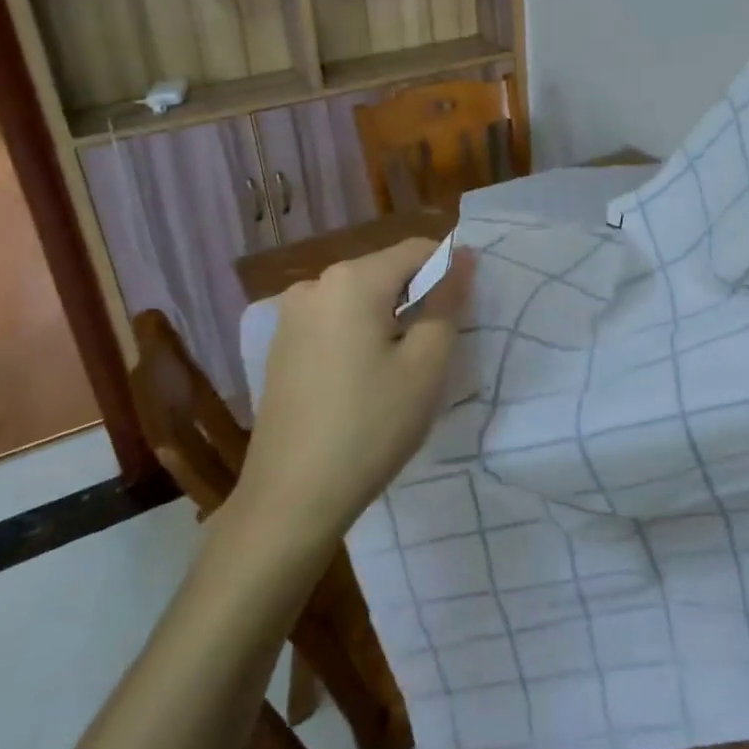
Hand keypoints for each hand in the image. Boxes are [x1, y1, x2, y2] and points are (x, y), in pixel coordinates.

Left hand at [226, 238, 475, 546]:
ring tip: (405, 365)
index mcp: (351, 280)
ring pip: (360, 297)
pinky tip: (367, 377)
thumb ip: (448, 302)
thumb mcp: (426, 365)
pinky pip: (335, 320)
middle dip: (419, 295)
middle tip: (441, 344)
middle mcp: (315, 284)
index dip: (450, 270)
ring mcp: (291, 315)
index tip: (468, 308)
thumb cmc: (370, 426)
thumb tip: (463, 259)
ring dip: (390, 316)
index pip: (417, 250)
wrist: (290, 498)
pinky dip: (360, 333)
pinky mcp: (281, 344)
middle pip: (385, 271)